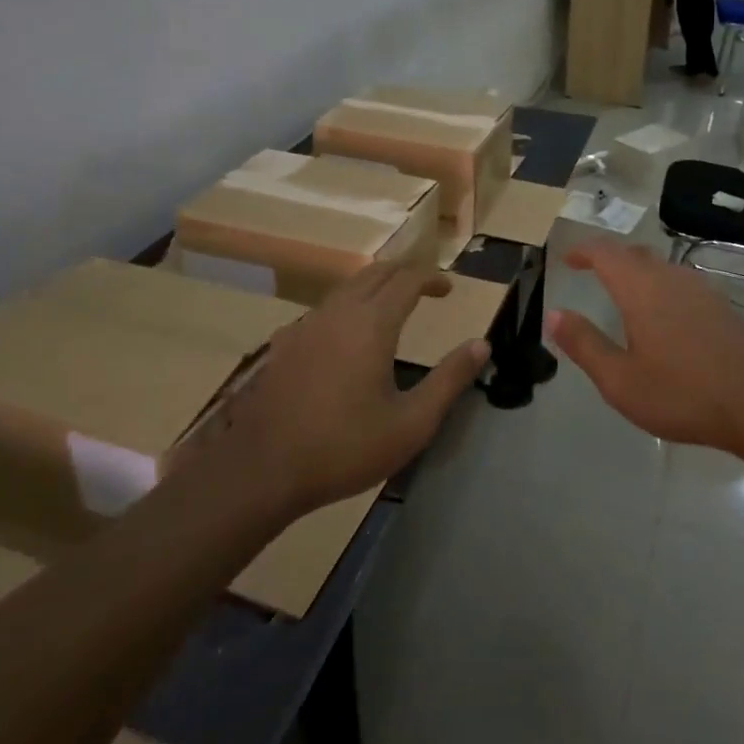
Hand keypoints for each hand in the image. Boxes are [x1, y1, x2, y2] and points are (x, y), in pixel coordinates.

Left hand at [217, 263, 488, 515]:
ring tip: (393, 306)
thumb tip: (481, 344)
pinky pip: (325, 309)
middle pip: (375, 273)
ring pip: (346, 287)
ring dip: (375, 287)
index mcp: (371, 324)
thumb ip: (450, 379)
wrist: (262, 471)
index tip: (449, 289)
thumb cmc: (344, 448)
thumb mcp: (411, 423)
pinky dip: (349, 306)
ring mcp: (306, 326)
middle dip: (405, 273)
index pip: (407, 279)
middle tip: (426, 289)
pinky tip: (349, 337)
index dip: (432, 278)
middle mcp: (338, 313)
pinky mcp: (285, 344)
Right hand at [544, 239, 743, 456]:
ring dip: (637, 271)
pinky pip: (682, 284)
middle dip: (609, 257)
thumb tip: (553, 315)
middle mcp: (671, 279)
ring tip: (623, 293)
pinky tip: (664, 317)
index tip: (567, 259)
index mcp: (641, 289)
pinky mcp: (723, 307)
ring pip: (662, 267)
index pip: (606, 253)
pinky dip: (661, 287)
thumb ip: (584, 344)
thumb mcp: (621, 380)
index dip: (583, 251)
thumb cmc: (684, 393)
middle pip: (635, 254)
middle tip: (591, 271)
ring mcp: (702, 290)